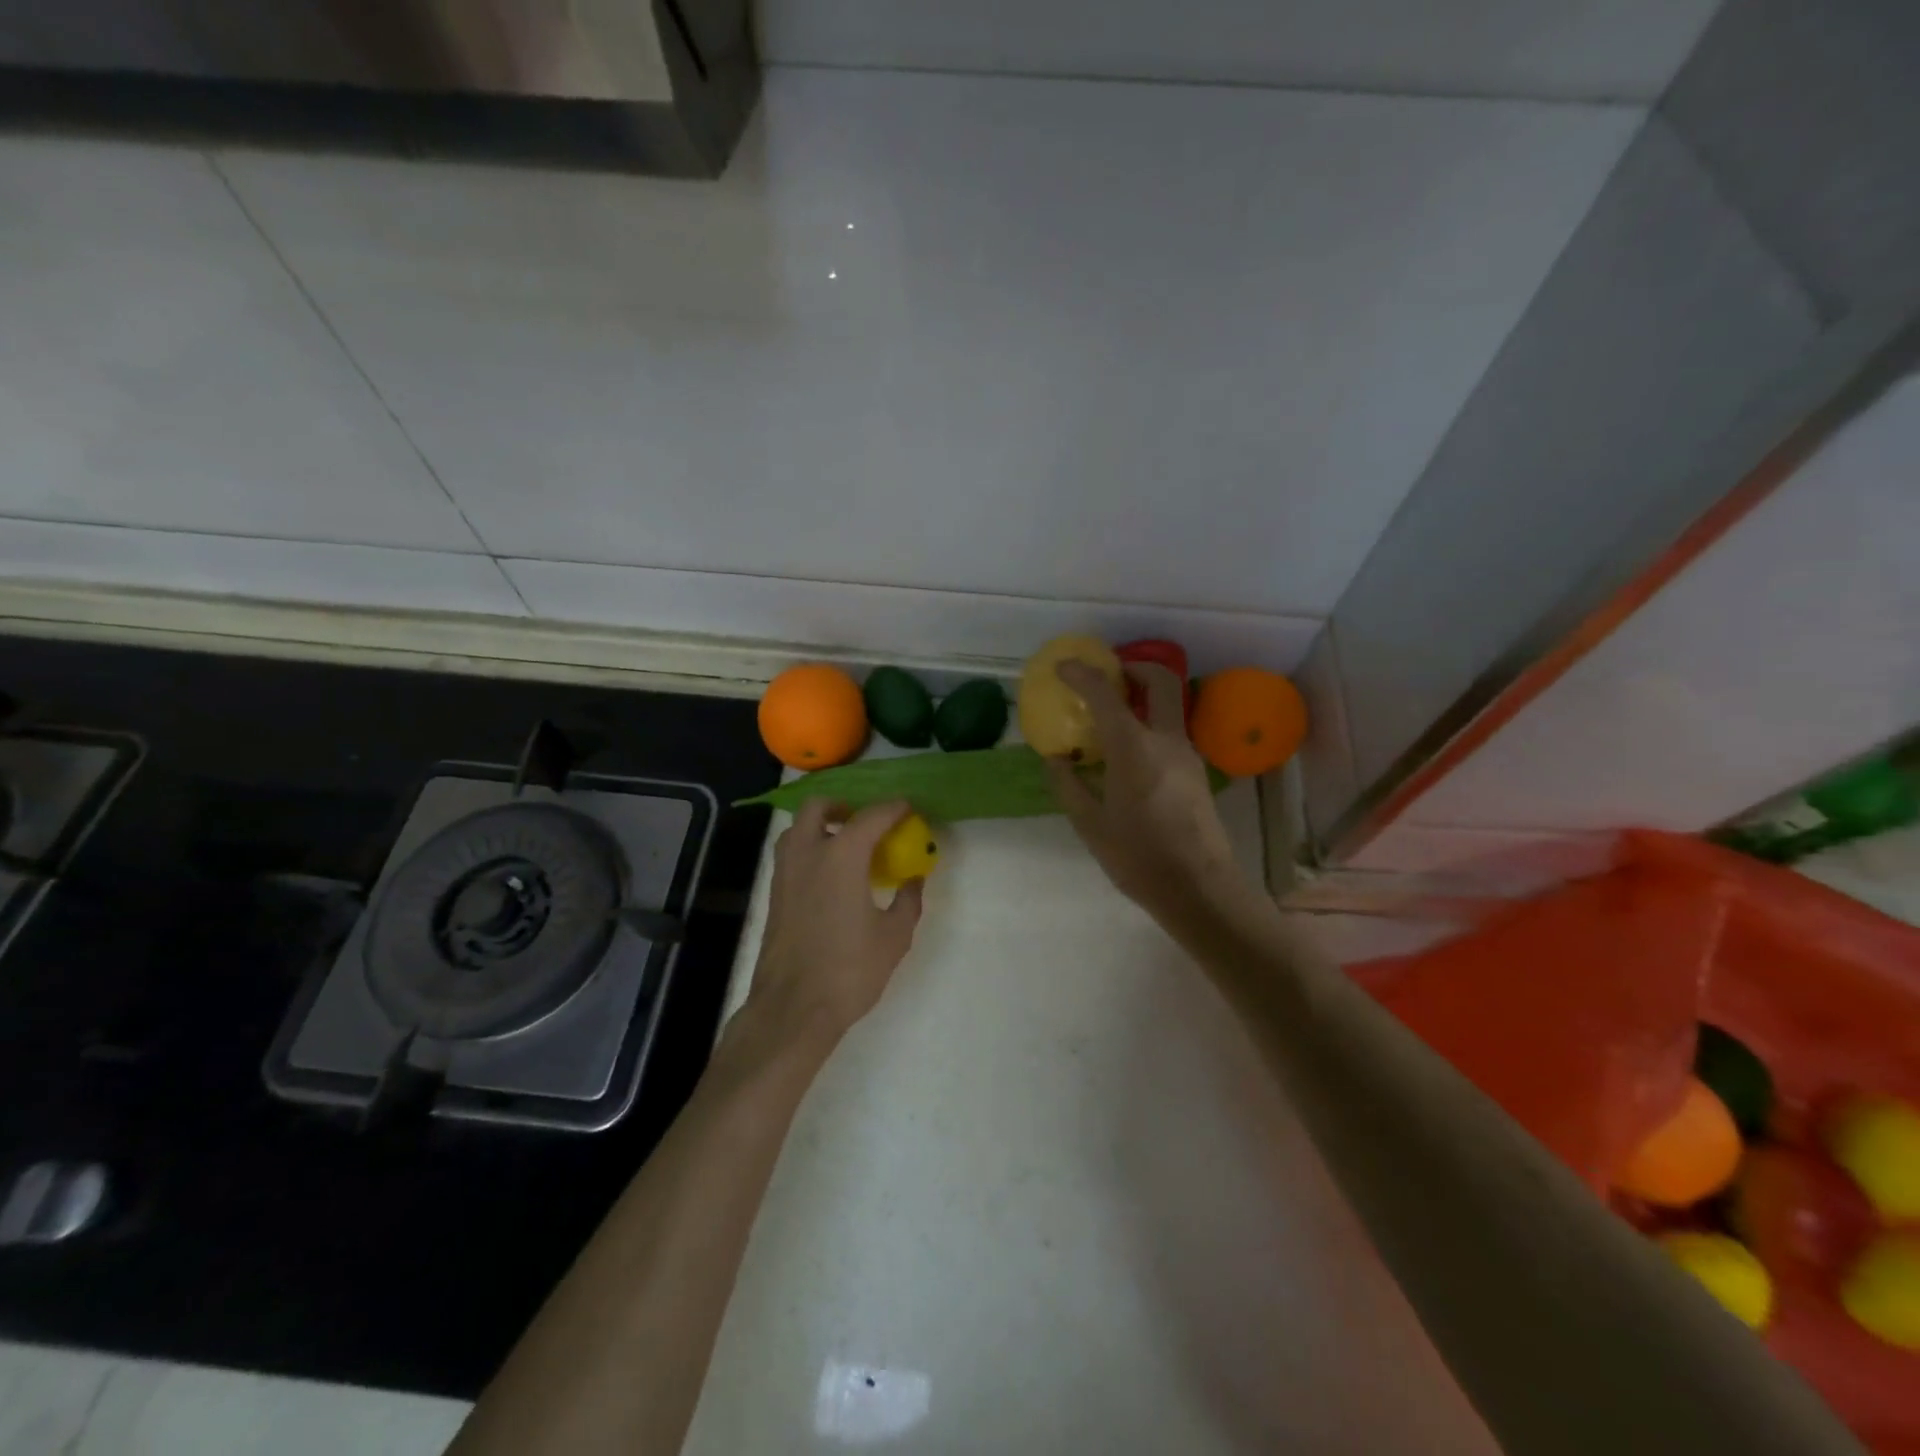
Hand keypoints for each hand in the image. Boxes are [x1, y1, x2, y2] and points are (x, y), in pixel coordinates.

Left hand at [743, 799, 924, 1051]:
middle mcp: (808, 854)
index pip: (870, 817)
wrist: (793, 1008)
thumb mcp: (894, 936)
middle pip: (818, 807)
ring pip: (797, 828)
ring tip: (845, 845)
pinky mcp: (774, 895)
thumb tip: (914, 880)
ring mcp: (785, 873)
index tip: (908, 808)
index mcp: (841, 856)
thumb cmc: (850, 969)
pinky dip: (809, 849)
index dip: (892, 808)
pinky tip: (830, 875)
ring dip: (820, 825)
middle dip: (842, 806)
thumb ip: (908, 901)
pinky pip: (791, 854)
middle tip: (865, 822)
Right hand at [1047, 661, 1240, 923]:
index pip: (1105, 694)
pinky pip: (1170, 731)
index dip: (1082, 674)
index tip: (1063, 667)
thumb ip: (1069, 785)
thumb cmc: (1139, 858)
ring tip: (1112, 717)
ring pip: (1170, 706)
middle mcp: (1166, 740)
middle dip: (1134, 666)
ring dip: (1143, 697)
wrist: (1199, 889)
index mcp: (1134, 749)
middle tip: (1108, 674)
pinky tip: (1128, 754)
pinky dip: (1149, 724)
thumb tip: (1055, 758)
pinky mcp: (1196, 771)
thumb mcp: (1090, 825)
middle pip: (1160, 680)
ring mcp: (1187, 754)